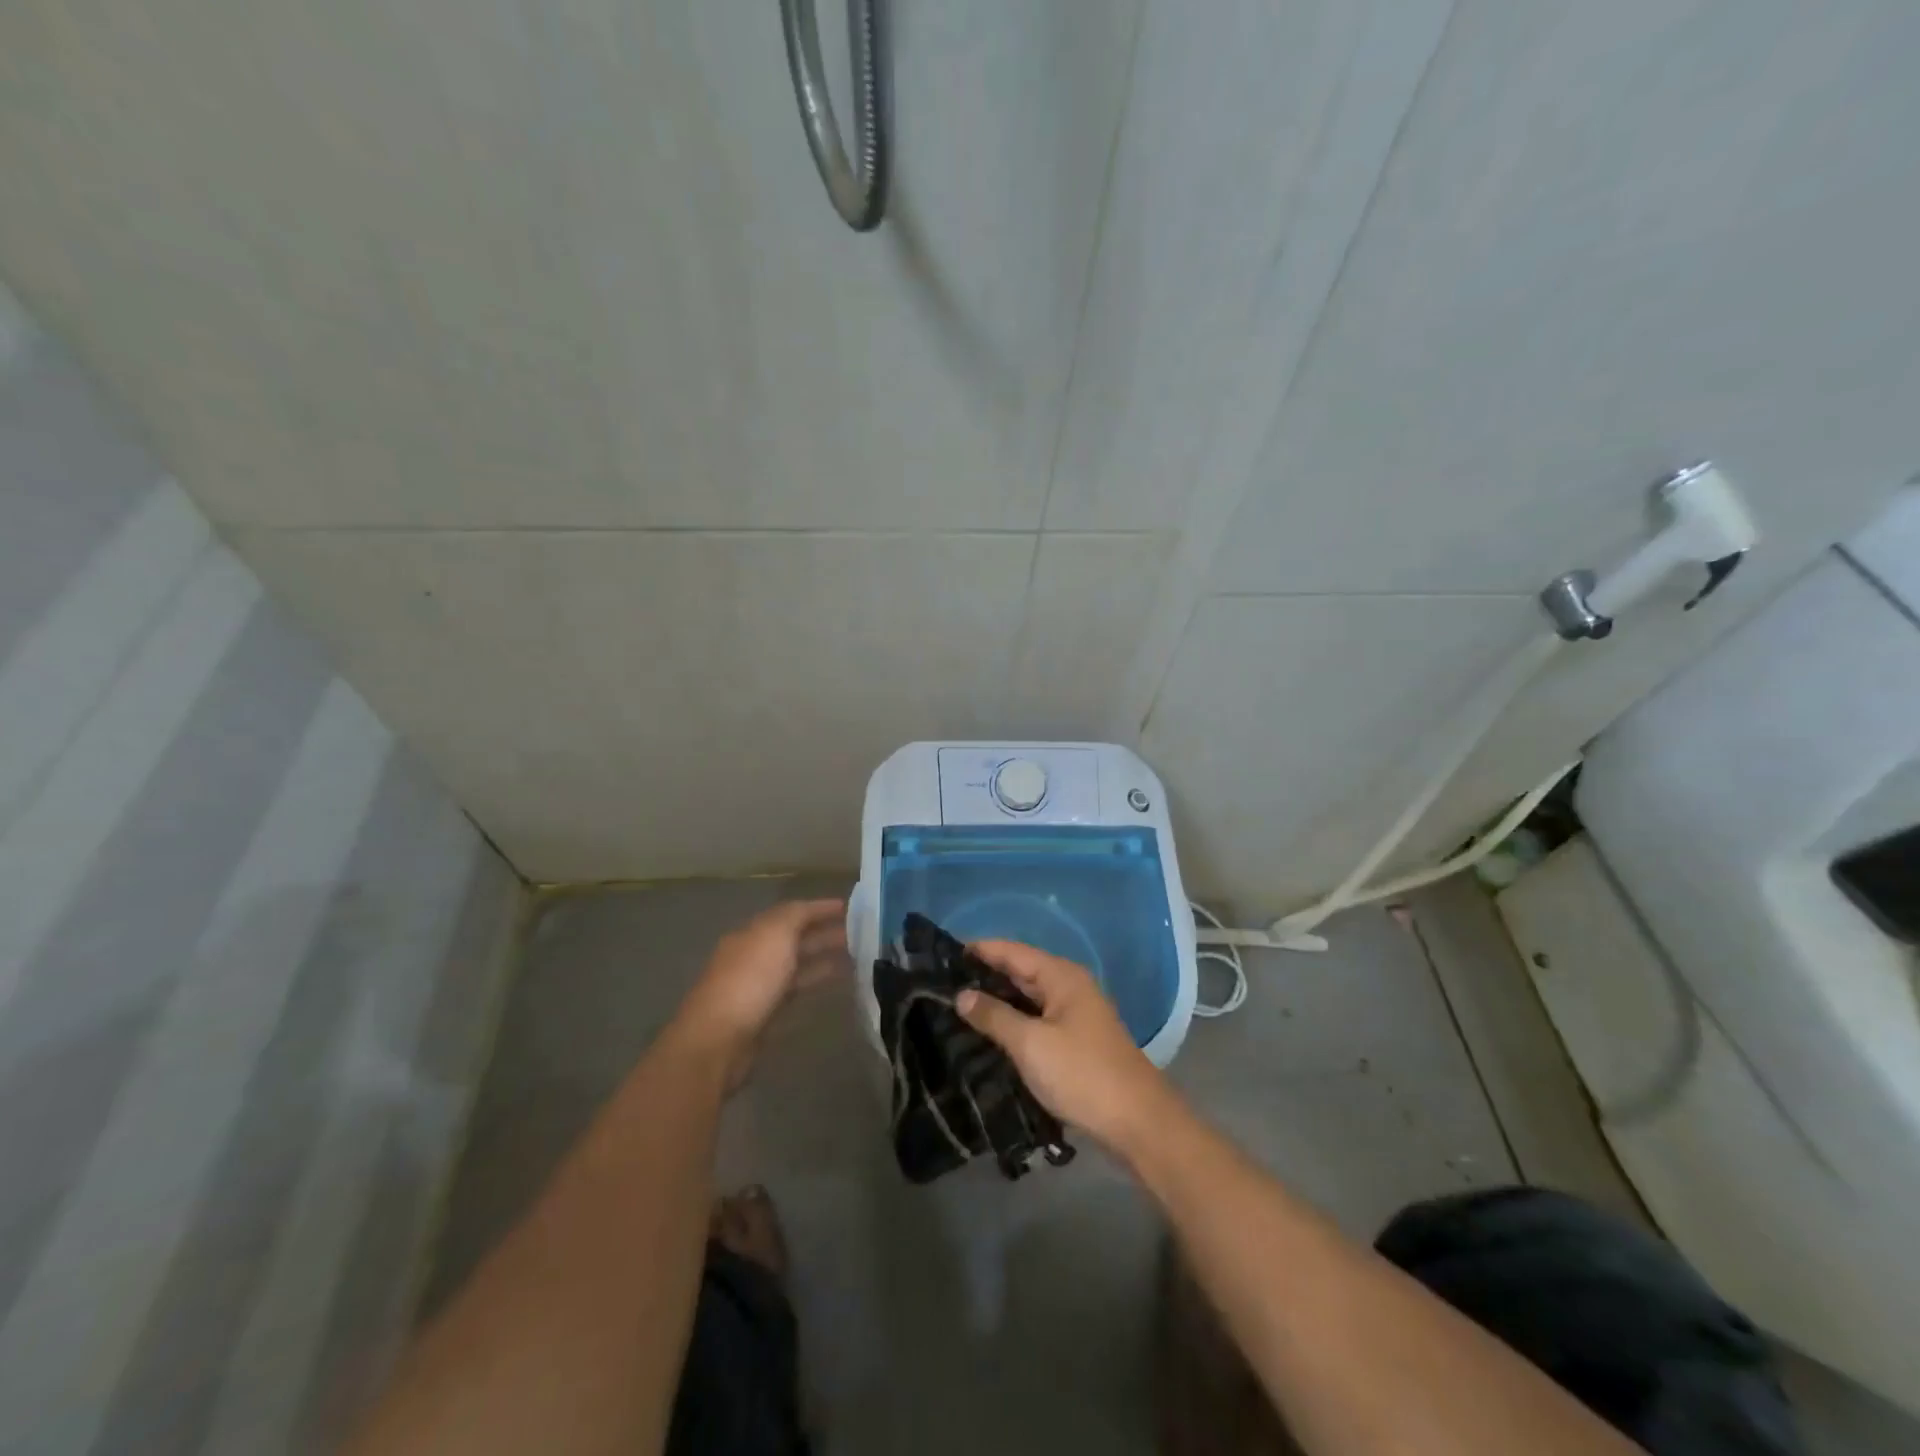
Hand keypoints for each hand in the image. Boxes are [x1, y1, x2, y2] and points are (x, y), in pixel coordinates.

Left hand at [675, 898, 846, 1085]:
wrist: (718, 1040)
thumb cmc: (749, 980)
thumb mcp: (775, 935)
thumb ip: (795, 916)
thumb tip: (812, 908)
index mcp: (753, 932)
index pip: (791, 912)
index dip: (820, 908)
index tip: (851, 908)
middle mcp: (754, 955)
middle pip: (794, 938)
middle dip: (825, 932)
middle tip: (861, 933)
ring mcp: (757, 985)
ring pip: (796, 963)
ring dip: (823, 957)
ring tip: (857, 956)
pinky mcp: (764, 1014)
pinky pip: (795, 989)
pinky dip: (814, 981)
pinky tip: (834, 983)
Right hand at [956, 939, 1176, 1155]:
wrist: (1138, 1123)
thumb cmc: (1082, 1074)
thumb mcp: (1031, 1044)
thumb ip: (994, 1016)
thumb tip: (961, 994)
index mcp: (1061, 976)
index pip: (1011, 950)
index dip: (979, 949)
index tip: (942, 954)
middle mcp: (1069, 986)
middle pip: (1020, 970)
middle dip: (984, 975)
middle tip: (941, 982)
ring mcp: (1074, 1014)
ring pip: (1028, 997)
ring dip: (997, 1000)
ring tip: (955, 1006)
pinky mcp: (1075, 1040)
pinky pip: (1036, 1019)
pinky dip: (1013, 1021)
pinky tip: (988, 1033)